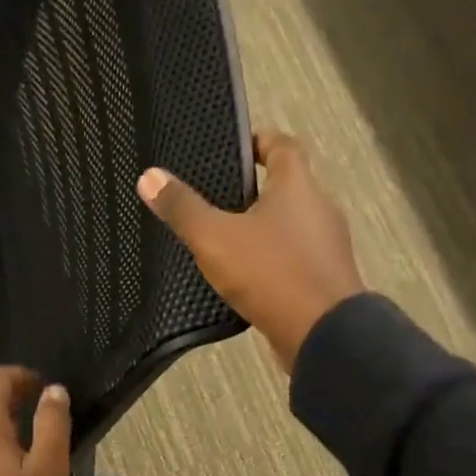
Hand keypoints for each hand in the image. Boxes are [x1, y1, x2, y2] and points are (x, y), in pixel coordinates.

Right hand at [137, 131, 364, 369]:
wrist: (322, 334)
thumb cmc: (271, 273)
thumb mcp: (215, 239)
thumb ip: (183, 209)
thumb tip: (149, 176)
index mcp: (298, 186)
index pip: (283, 146)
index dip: (259, 141)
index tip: (235, 147)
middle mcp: (319, 210)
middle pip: (288, 188)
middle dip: (255, 192)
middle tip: (216, 201)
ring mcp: (326, 248)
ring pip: (291, 228)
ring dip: (263, 232)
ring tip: (225, 243)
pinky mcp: (325, 282)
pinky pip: (294, 262)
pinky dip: (273, 264)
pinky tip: (248, 280)